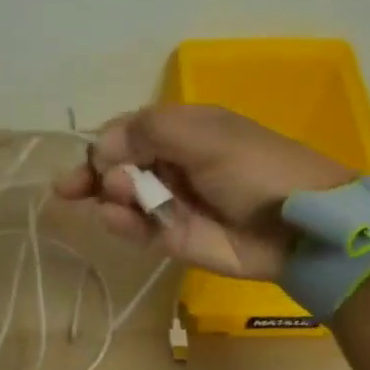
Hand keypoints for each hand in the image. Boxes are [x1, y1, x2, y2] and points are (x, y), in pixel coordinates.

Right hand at [54, 105, 355, 279]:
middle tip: (68, 187)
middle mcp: (172, 164)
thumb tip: (100, 147)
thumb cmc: (256, 168)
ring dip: (110, 196)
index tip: (90, 156)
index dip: (104, 143)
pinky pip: (137, 229)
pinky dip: (121, 223)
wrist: (300, 228)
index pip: (129, 131)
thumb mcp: (206, 136)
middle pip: (117, 166)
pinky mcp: (172, 239)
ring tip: (117, 195)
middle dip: (92, 174)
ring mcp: (171, 203)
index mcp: (184, 131)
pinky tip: (114, 217)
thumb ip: (150, 132)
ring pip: (123, 198)